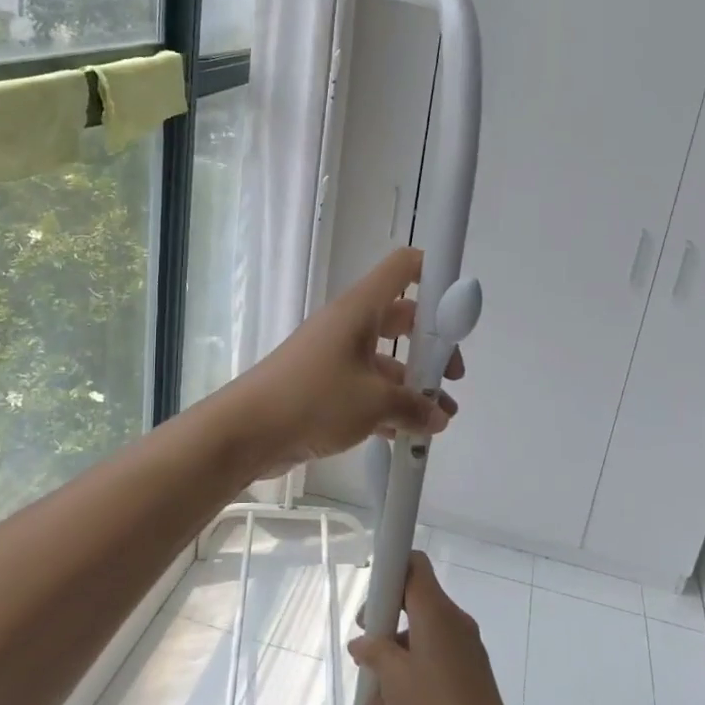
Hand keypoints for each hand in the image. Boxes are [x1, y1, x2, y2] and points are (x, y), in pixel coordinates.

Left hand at [235, 248, 463, 478]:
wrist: (247, 430)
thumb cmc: (313, 399)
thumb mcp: (374, 403)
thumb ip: (414, 407)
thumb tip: (438, 417)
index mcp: (360, 310)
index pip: (403, 268)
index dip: (435, 275)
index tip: (458, 310)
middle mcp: (348, 325)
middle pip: (402, 318)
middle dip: (432, 346)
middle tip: (451, 377)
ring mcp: (334, 356)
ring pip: (385, 360)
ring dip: (413, 385)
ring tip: (439, 419)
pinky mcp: (323, 386)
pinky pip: (365, 388)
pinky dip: (387, 406)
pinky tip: (405, 435)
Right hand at [348, 552, 524, 704]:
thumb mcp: (393, 680)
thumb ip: (374, 652)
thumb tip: (362, 642)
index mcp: (437, 613)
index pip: (415, 566)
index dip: (390, 571)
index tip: (371, 599)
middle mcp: (454, 622)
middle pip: (416, 601)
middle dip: (385, 620)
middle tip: (364, 646)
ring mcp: (465, 649)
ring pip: (422, 635)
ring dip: (395, 654)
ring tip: (372, 692)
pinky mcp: (470, 674)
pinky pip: (435, 658)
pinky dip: (412, 671)